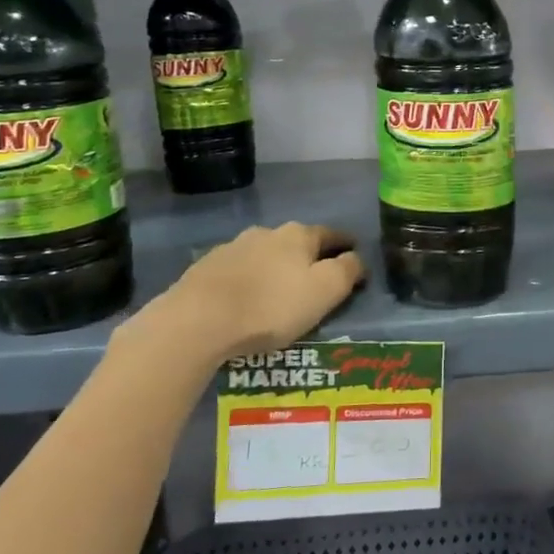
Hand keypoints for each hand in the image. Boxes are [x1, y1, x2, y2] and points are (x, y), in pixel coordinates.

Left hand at [114, 222, 365, 366]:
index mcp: (298, 235)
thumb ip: (348, 270)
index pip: (331, 235)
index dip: (347, 245)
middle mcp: (266, 233)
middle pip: (296, 243)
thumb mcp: (325, 290)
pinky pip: (239, 272)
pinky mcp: (205, 269)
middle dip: (309, 257)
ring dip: (276, 268)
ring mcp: (232, 248)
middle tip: (317, 279)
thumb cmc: (271, 306)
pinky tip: (247, 300)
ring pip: (265, 255)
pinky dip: (249, 281)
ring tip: (279, 292)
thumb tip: (357, 257)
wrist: (197, 321)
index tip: (355, 255)